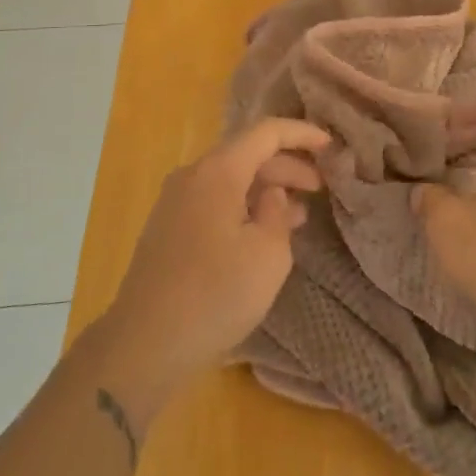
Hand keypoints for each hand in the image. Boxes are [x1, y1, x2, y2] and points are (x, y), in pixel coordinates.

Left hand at [103, 118, 329, 388]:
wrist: (144, 343)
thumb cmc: (215, 294)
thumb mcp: (268, 255)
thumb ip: (278, 213)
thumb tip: (271, 194)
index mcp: (218, 171)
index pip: (266, 132)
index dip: (301, 133)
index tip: (330, 145)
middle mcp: (193, 175)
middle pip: (247, 154)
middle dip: (287, 166)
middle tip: (320, 187)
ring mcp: (175, 200)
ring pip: (230, 178)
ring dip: (266, 189)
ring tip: (299, 212)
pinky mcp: (168, 227)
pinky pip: (214, 200)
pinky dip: (243, 206)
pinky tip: (262, 232)